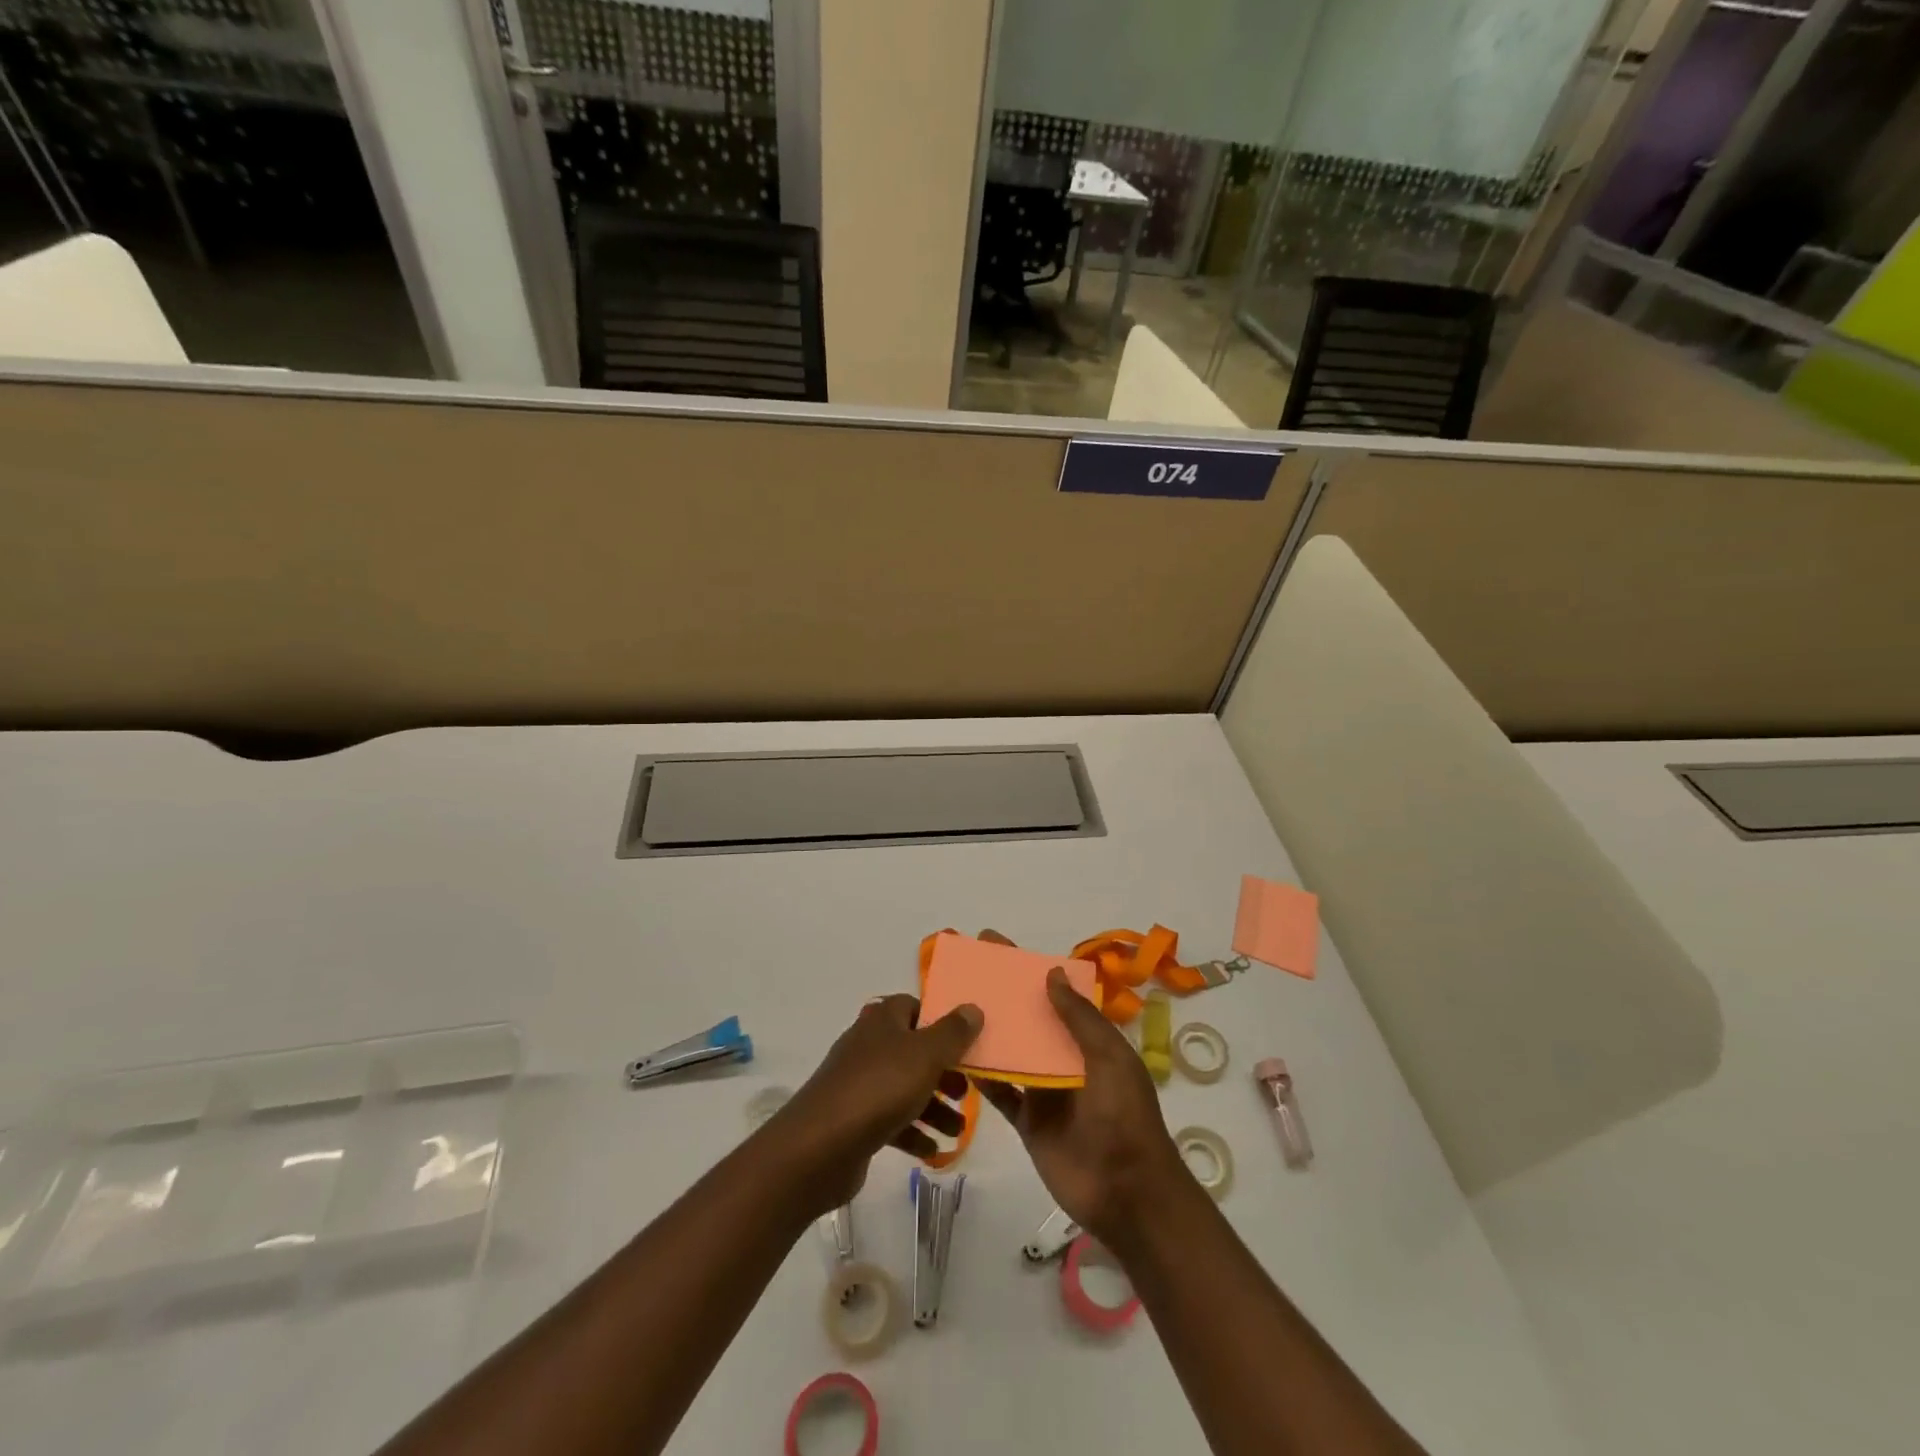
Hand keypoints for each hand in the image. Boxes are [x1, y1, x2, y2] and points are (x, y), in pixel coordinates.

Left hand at [768, 994, 982, 1213]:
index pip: (914, 1007)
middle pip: (914, 1051)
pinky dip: (913, 1133)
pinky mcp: (854, 1120)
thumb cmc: (879, 1088)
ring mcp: (859, 1083)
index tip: (965, 1043)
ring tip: (958, 1130)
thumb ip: (953, 1032)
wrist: (820, 1146)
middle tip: (966, 1092)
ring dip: (934, 1107)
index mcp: (882, 1020)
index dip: (940, 1022)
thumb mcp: (926, 1054)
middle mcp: (868, 1045)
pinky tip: (933, 1152)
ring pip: (905, 1087)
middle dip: (943, 1071)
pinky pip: (891, 1120)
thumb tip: (972, 1007)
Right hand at [978, 966, 1191, 1245]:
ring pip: (1011, 1051)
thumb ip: (1079, 1018)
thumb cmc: (1124, 1117)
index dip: (1027, 968)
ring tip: (950, 1006)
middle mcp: (1065, 1058)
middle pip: (1028, 1018)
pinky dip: (982, 1076)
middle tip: (963, 970)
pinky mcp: (1028, 1120)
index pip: (1054, 993)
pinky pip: (1001, 1092)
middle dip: (1001, 995)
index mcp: (1089, 1038)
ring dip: (987, 1031)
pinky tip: (956, 1056)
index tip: (994, 943)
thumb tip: (1050, 972)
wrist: (1126, 1193)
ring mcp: (1044, 1089)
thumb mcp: (1110, 1058)